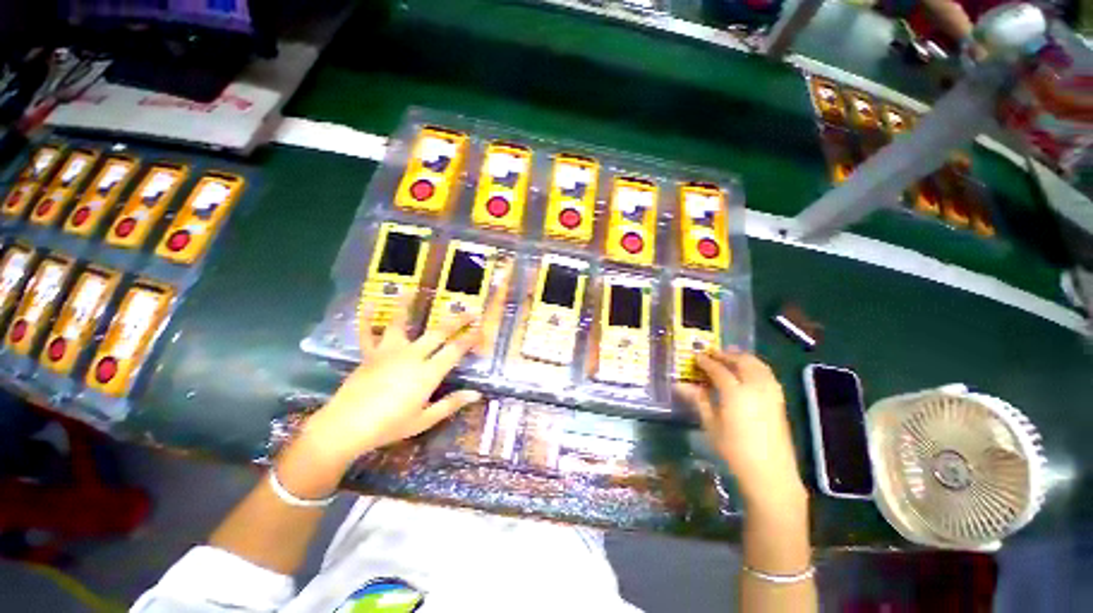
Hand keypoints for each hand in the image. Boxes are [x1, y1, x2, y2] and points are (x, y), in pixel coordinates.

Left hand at [302, 298, 483, 467]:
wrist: (345, 428)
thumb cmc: (389, 426)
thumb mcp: (424, 420)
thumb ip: (451, 404)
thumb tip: (476, 394)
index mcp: (428, 373)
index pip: (455, 350)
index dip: (471, 338)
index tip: (481, 329)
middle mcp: (412, 356)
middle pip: (438, 332)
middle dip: (457, 320)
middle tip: (471, 310)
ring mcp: (389, 352)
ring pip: (400, 323)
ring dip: (406, 306)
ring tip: (411, 290)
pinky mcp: (369, 355)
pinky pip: (367, 334)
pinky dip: (366, 319)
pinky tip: (367, 304)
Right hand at [676, 350, 805, 509]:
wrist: (770, 473)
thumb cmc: (734, 450)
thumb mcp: (711, 425)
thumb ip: (698, 400)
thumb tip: (680, 385)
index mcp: (735, 393)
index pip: (718, 369)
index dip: (706, 361)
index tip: (696, 356)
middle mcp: (755, 387)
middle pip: (741, 361)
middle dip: (725, 354)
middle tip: (712, 353)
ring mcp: (771, 393)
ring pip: (758, 364)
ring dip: (742, 357)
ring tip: (730, 357)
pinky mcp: (780, 400)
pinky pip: (767, 374)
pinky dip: (755, 366)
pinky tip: (748, 371)